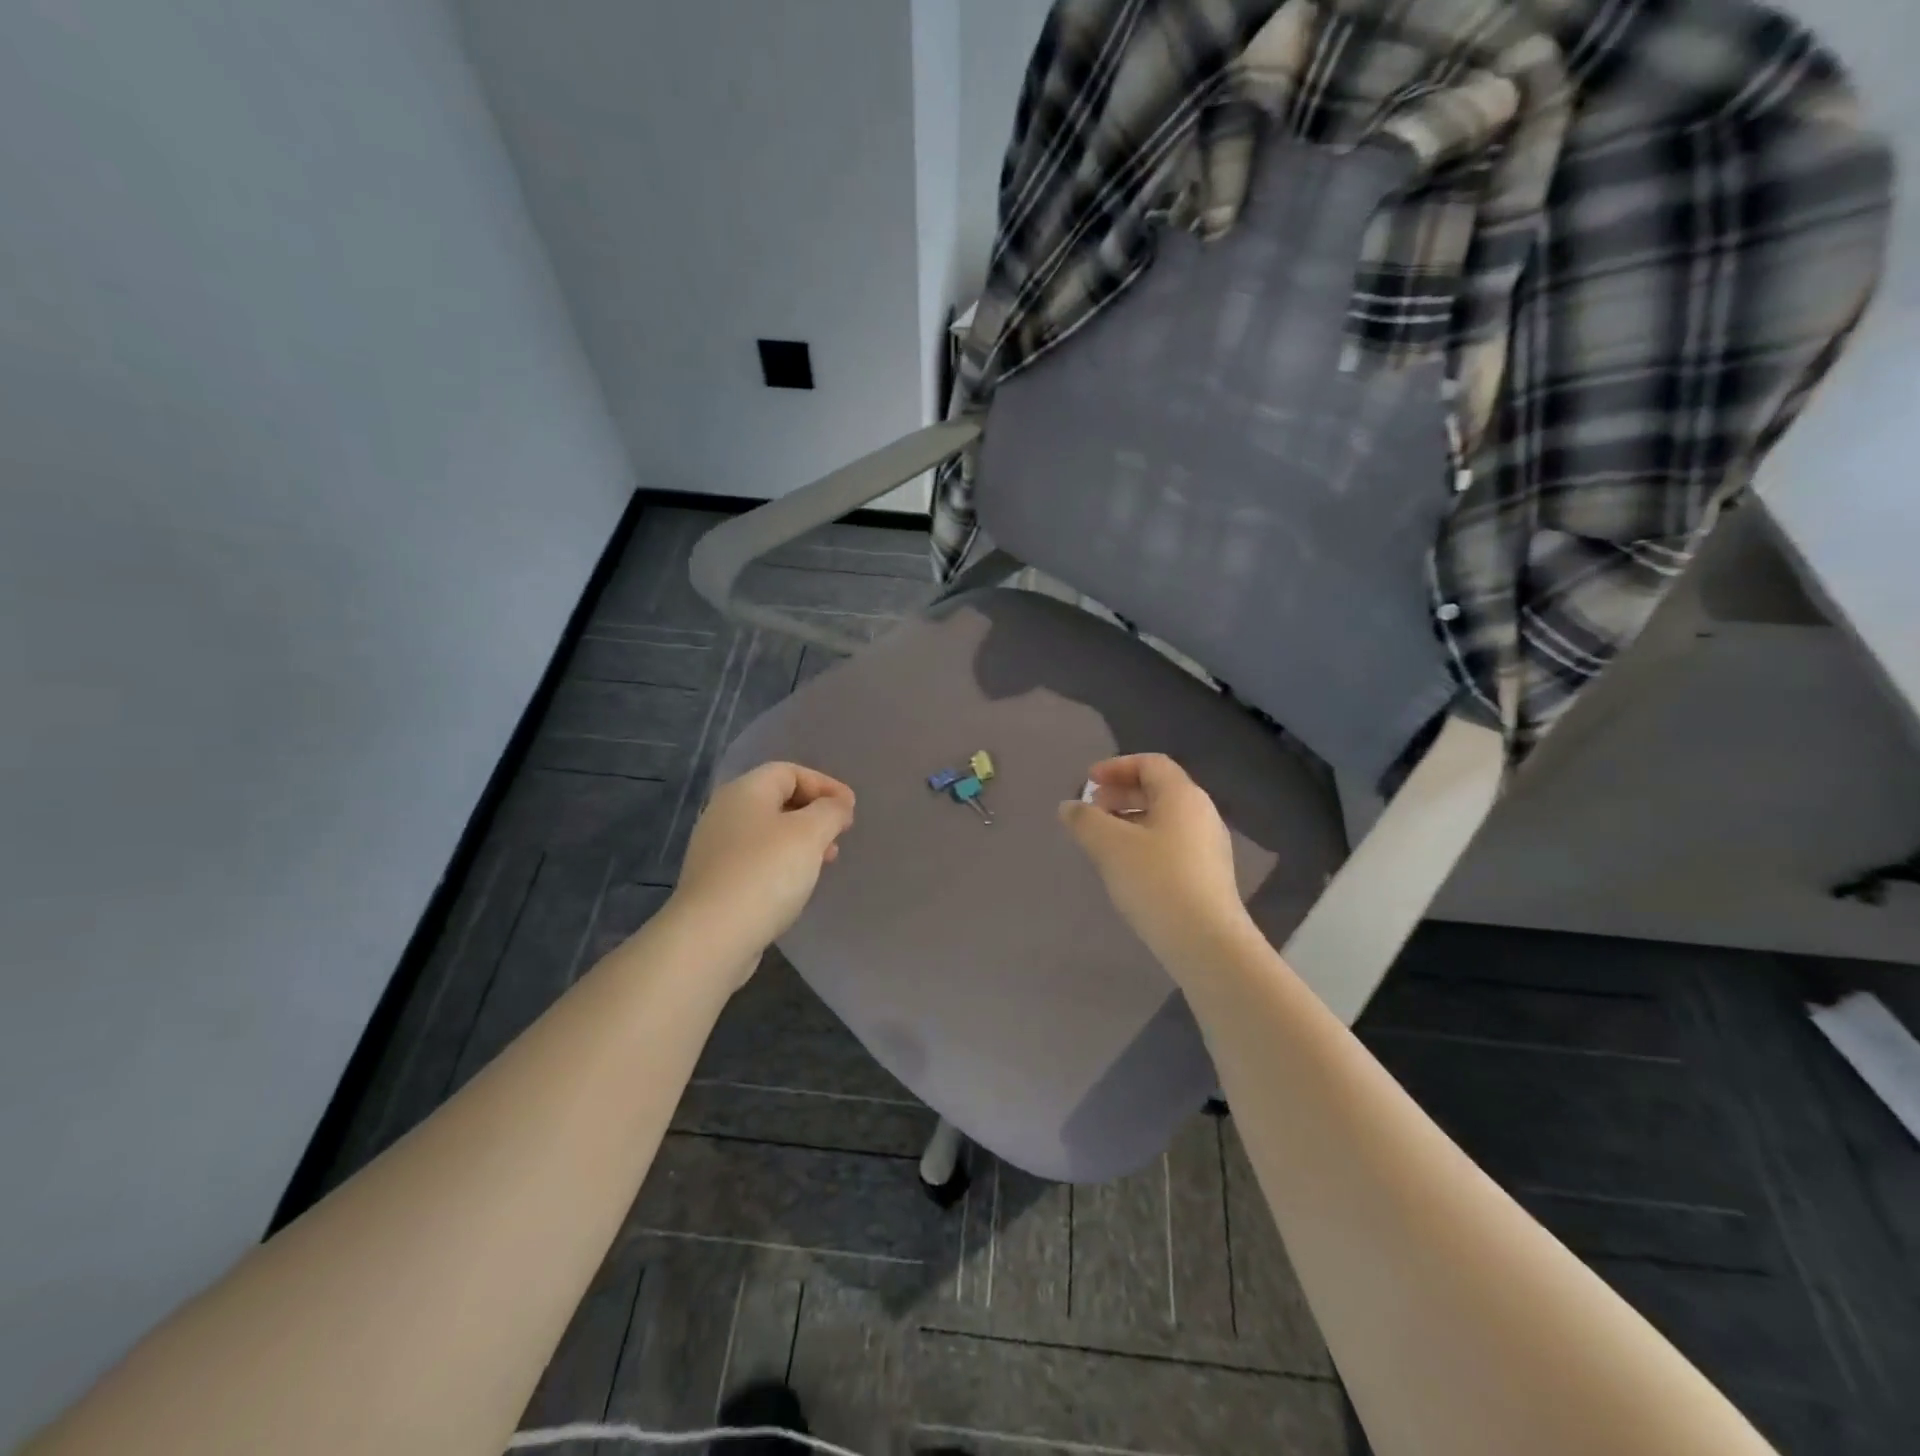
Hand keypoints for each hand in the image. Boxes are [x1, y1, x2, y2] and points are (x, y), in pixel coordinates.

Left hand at [672, 762, 855, 977]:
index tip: (851, 808)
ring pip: (768, 832)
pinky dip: (783, 862)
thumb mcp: (810, 833)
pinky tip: (798, 884)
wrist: (712, 935)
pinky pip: (757, 859)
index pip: (789, 771)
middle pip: (777, 800)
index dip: (825, 784)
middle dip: (814, 813)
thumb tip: (837, 806)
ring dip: (801, 840)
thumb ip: (830, 811)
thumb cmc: (766, 872)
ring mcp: (716, 848)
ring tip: (825, 860)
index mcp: (745, 791)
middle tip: (840, 834)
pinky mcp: (716, 881)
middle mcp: (725, 812)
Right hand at [1058, 754, 1252, 972]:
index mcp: (1182, 796)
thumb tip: (1069, 807)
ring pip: (1164, 819)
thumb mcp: (1110, 845)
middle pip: (1158, 789)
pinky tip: (1126, 867)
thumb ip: (1085, 820)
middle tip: (1091, 810)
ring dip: (1130, 820)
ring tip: (1102, 840)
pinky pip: (1172, 844)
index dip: (1116, 767)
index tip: (1087, 782)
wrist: (1206, 941)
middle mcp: (1202, 813)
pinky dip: (1144, 842)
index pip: (1151, 763)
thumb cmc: (1156, 880)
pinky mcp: (1208, 875)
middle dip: (1120, 794)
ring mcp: (1209, 846)